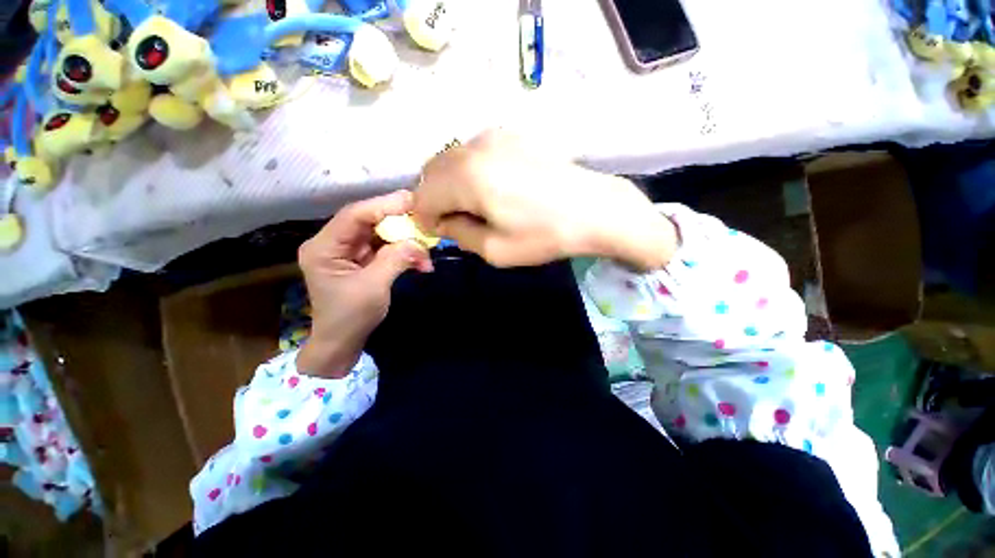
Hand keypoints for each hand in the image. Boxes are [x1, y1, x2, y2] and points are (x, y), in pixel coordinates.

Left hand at [296, 191, 431, 377]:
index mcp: (324, 247)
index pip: (354, 215)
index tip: (413, 201)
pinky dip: (404, 251)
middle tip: (425, 221)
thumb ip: (396, 259)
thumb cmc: (350, 318)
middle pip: (368, 220)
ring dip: (405, 239)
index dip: (384, 205)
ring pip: (380, 232)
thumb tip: (419, 242)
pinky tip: (420, 259)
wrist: (342, 342)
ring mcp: (349, 250)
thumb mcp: (374, 288)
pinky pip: (385, 246)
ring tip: (427, 247)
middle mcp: (334, 242)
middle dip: (399, 222)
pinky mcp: (362, 258)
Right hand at [412, 130, 677, 269]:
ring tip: (473, 206)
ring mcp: (493, 136)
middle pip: (431, 172)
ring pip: (451, 159)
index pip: (422, 196)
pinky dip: (469, 171)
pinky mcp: (511, 135)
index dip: (424, 218)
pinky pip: (473, 152)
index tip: (438, 232)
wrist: (594, 209)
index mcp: (466, 177)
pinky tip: (491, 187)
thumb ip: (459, 234)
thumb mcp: (494, 250)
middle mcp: (473, 147)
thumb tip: (443, 222)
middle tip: (454, 221)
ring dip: (450, 184)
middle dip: (434, 199)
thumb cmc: (544, 235)